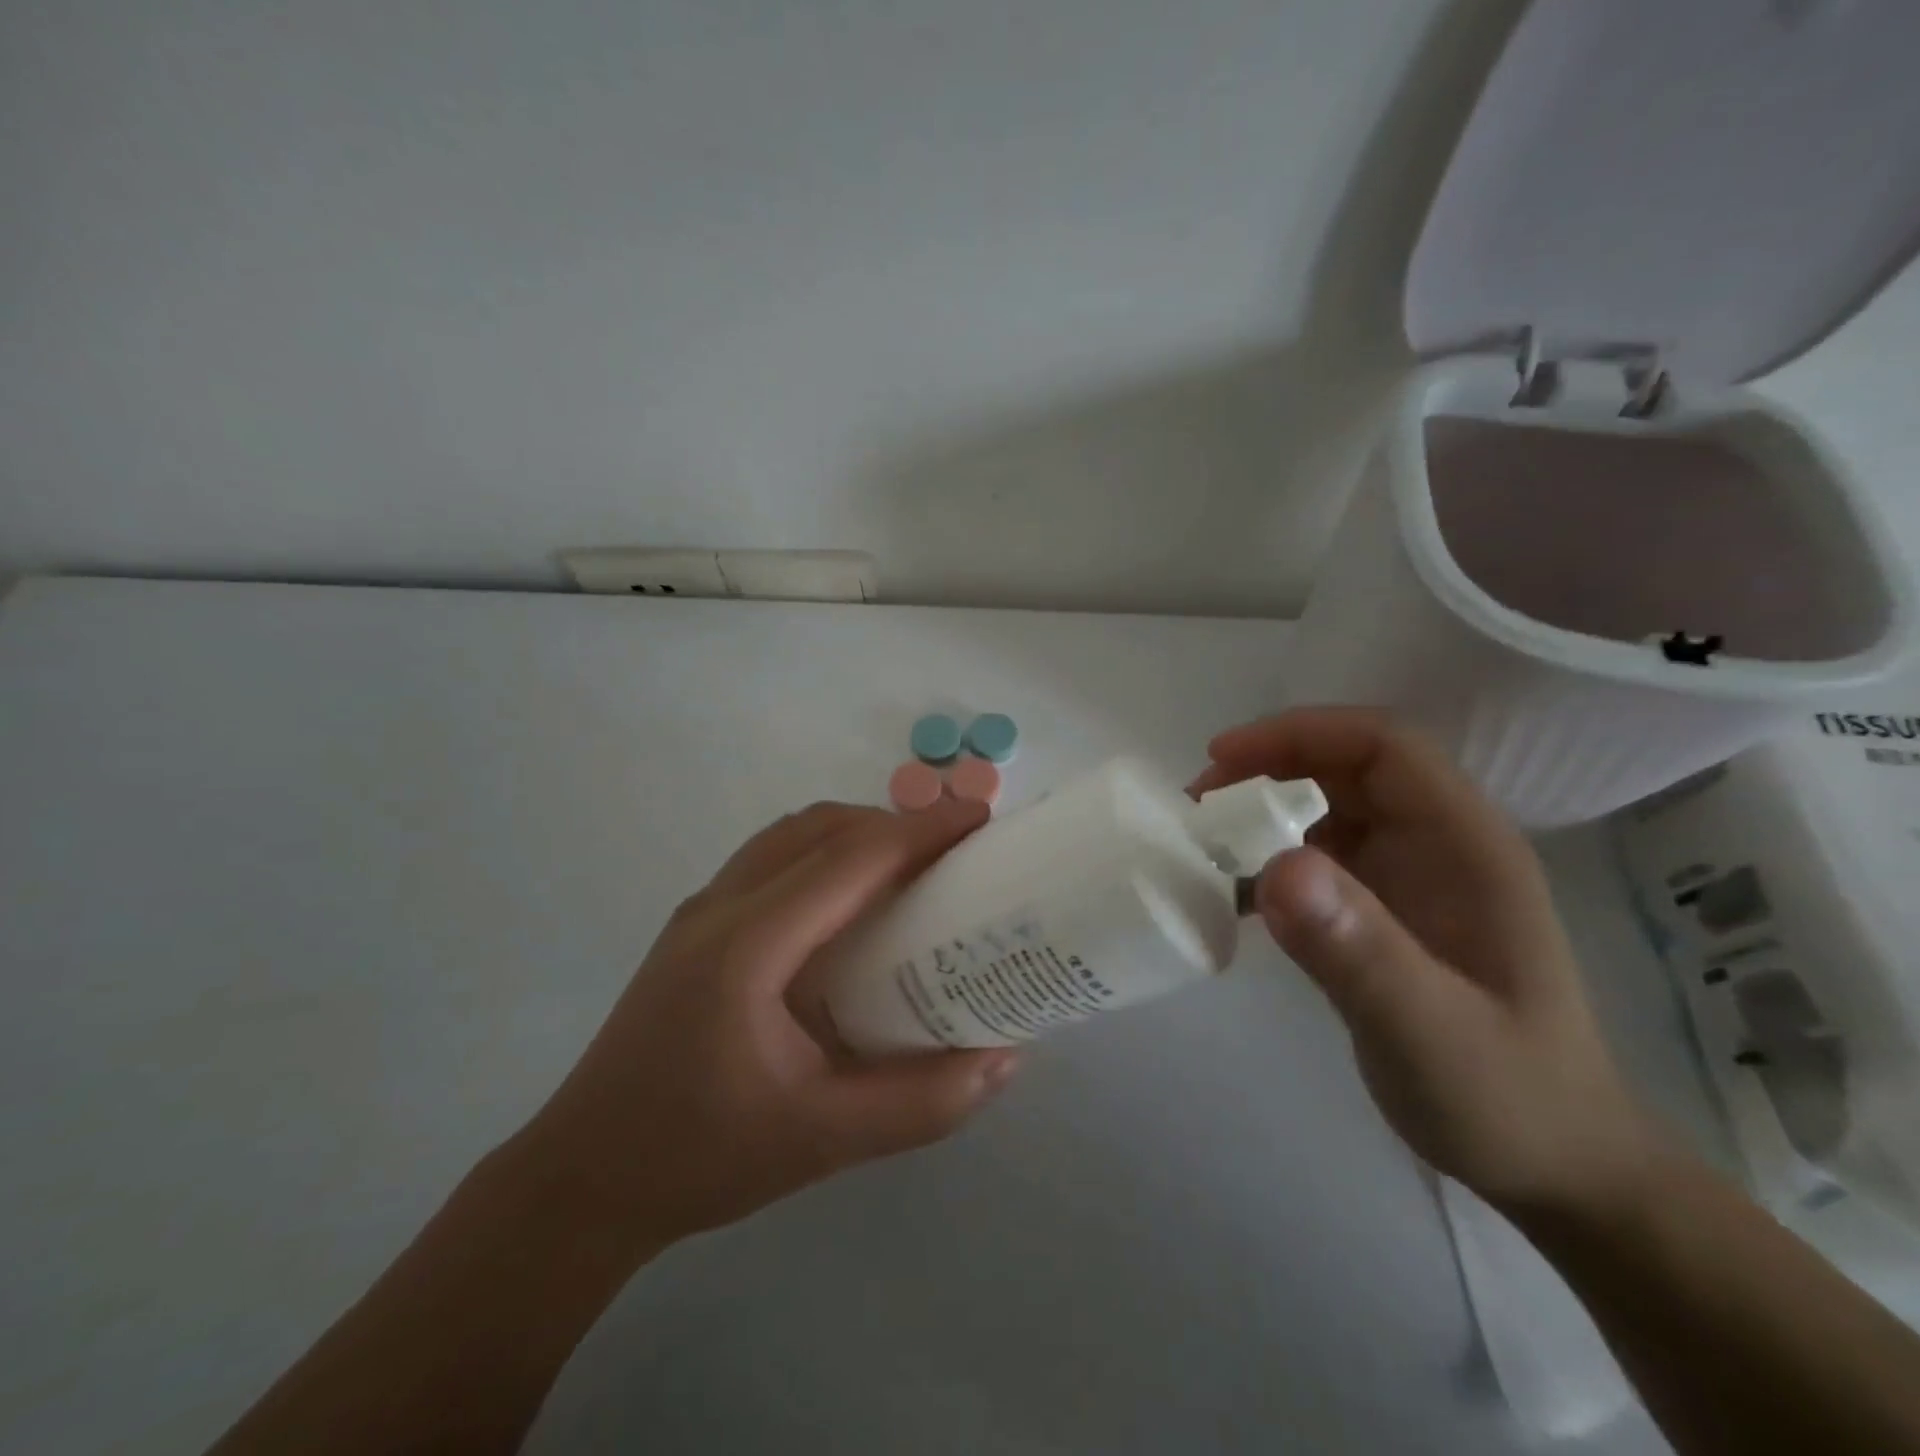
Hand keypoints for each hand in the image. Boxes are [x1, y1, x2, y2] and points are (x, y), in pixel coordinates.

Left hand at [517, 798, 1017, 1253]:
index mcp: (749, 945)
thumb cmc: (699, 1157)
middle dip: (895, 823)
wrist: (581, 1180)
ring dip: (857, 832)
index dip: (922, 830)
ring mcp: (701, 910)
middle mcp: (721, 906)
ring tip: (911, 867)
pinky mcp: (695, 925)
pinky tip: (850, 903)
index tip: (980, 819)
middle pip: (820, 828)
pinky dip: (825, 852)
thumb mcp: (822, 1142)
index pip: (851, 858)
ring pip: (792, 834)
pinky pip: (772, 857)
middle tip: (955, 849)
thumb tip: (1004, 1058)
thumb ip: (921, 1103)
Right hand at [1193, 708, 1663, 1216]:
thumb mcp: (1428, 1031)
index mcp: (1466, 846)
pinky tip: (1231, 896)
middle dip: (1267, 768)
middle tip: (1196, 806)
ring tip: (1201, 845)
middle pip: (1346, 767)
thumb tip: (1276, 867)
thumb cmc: (1507, 1098)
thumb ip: (1358, 950)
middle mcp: (1438, 845)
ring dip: (1261, 813)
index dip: (1299, 734)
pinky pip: (1317, 859)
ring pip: (1325, 809)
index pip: (1382, 746)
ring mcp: (1410, 878)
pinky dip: (1268, 861)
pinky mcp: (1383, 911)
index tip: (1221, 759)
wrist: (1555, 1165)